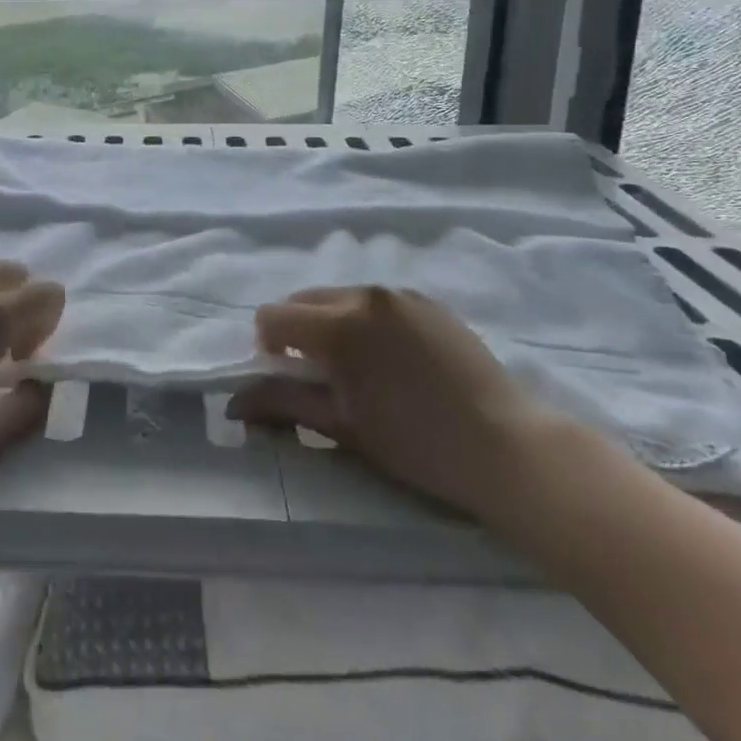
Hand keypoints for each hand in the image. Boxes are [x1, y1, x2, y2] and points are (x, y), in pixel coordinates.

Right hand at [229, 285, 573, 520]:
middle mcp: (365, 294)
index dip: (268, 347)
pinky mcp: (428, 301)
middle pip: (303, 299)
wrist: (507, 447)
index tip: (288, 377)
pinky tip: (393, 360)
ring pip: (340, 296)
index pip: (273, 316)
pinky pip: (377, 301)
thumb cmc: (415, 444)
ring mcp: (400, 294)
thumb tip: (233, 403)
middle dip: (296, 331)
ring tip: (359, 368)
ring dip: (331, 323)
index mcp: (338, 324)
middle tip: (319, 375)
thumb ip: (282, 404)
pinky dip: (367, 321)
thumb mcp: (341, 426)